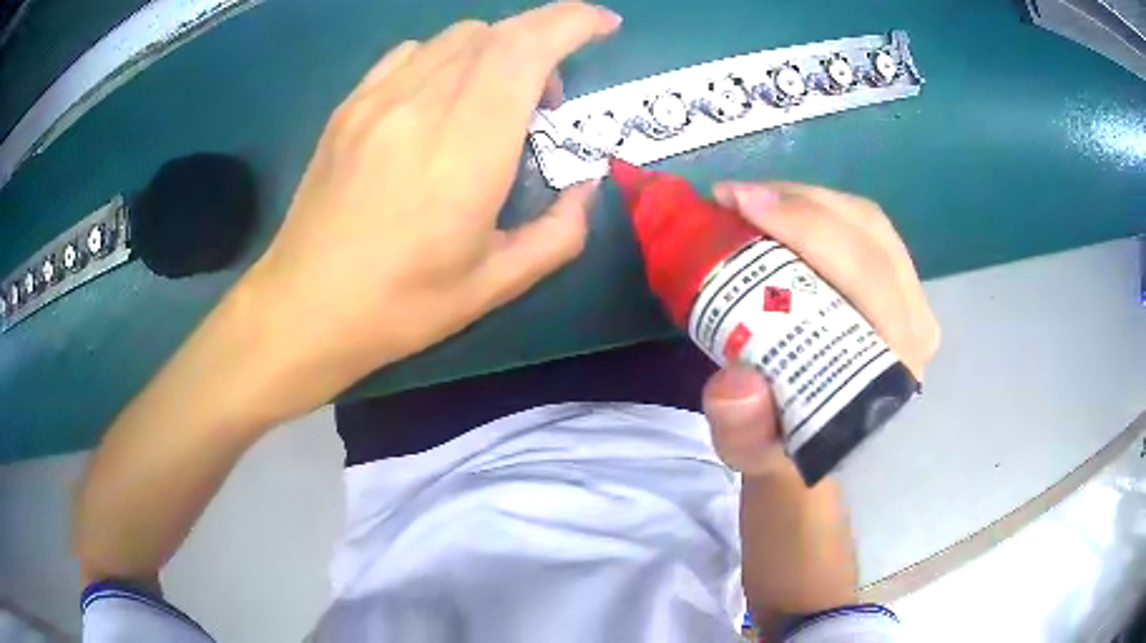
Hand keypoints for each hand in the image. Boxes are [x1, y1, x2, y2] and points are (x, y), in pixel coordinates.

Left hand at [242, 3, 620, 419]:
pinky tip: (442, 98)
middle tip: (551, 96)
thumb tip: (585, 186)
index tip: (604, 24)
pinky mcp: (348, 107)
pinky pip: (410, 54)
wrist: (302, 308)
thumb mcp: (495, 286)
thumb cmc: (400, 306)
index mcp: (465, 150)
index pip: (525, 50)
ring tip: (496, 101)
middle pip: (495, 34)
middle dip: (544, 37)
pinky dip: (446, 58)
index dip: (572, 22)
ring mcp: (377, 100)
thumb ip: (560, 233)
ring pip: (454, 37)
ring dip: (497, 51)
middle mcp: (421, 106)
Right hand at [704, 181, 938, 476]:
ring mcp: (912, 301)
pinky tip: (779, 209)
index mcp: (893, 366)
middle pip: (869, 234)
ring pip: (869, 222)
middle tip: (734, 196)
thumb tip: (738, 382)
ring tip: (750, 198)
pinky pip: (865, 228)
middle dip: (799, 202)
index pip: (867, 276)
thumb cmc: (788, 446)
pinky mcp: (898, 287)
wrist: (818, 446)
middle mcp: (915, 327)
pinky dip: (818, 207)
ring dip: (807, 198)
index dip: (807, 228)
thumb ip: (744, 430)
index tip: (741, 206)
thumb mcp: (753, 451)